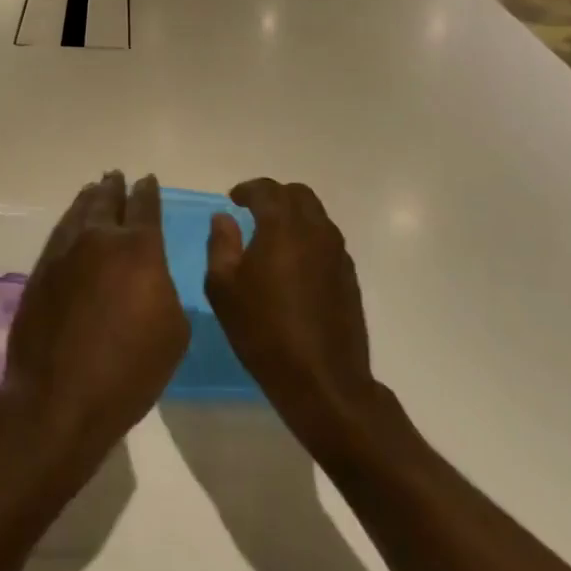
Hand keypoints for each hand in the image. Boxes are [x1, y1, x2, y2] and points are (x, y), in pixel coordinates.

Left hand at [0, 173, 188, 467]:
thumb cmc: (129, 370)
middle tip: (116, 176)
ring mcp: (64, 252)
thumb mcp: (173, 332)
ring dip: (89, 199)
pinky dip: (70, 221)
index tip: (148, 180)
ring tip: (94, 190)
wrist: (59, 397)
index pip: (145, 206)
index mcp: (139, 249)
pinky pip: (60, 233)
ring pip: (79, 212)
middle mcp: (99, 239)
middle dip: (114, 187)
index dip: (148, 191)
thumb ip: (165, 290)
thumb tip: (149, 275)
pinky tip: (72, 223)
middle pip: (107, 201)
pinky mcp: (40, 270)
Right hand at [205, 179, 380, 451]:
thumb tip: (224, 219)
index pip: (267, 190)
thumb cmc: (263, 331)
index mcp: (282, 227)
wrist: (322, 381)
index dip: (247, 190)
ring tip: (271, 237)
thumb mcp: (223, 288)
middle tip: (252, 211)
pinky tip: (292, 264)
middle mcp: (315, 231)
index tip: (233, 199)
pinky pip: (327, 241)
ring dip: (294, 216)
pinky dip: (308, 238)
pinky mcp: (349, 276)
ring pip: (316, 216)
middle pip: (298, 195)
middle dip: (274, 196)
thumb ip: (221, 244)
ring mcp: (337, 254)